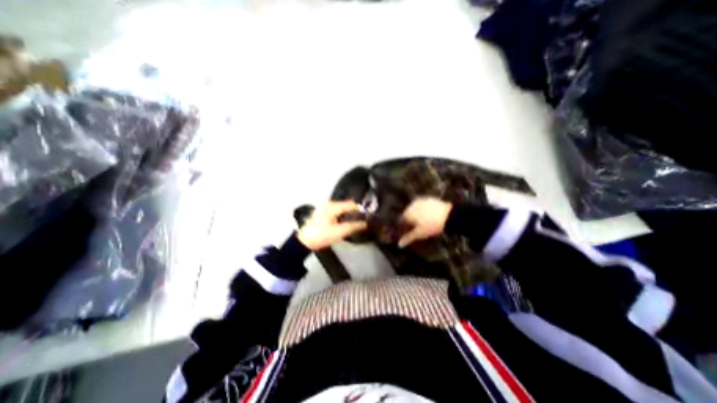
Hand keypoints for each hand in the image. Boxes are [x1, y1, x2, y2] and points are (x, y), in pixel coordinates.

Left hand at [298, 203, 366, 249]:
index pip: (350, 204)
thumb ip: (353, 226)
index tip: (367, 214)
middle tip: (362, 218)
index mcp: (332, 206)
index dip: (359, 209)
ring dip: (347, 213)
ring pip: (340, 208)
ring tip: (354, 220)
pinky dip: (341, 214)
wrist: (305, 242)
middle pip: (345, 205)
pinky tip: (344, 221)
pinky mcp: (321, 212)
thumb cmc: (321, 235)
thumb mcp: (339, 232)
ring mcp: (323, 207)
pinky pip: (335, 210)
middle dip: (353, 211)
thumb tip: (364, 224)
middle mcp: (327, 204)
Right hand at [398, 196, 452, 247]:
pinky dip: (424, 212)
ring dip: (417, 216)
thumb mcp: (419, 234)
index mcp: (408, 212)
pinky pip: (424, 207)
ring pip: (416, 210)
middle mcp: (412, 205)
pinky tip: (429, 217)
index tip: (408, 234)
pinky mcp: (429, 199)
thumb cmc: (431, 225)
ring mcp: (421, 201)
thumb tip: (399, 244)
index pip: (401, 221)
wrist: (448, 216)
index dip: (404, 228)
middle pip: (408, 214)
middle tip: (416, 230)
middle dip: (410, 222)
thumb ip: (408, 238)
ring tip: (423, 224)